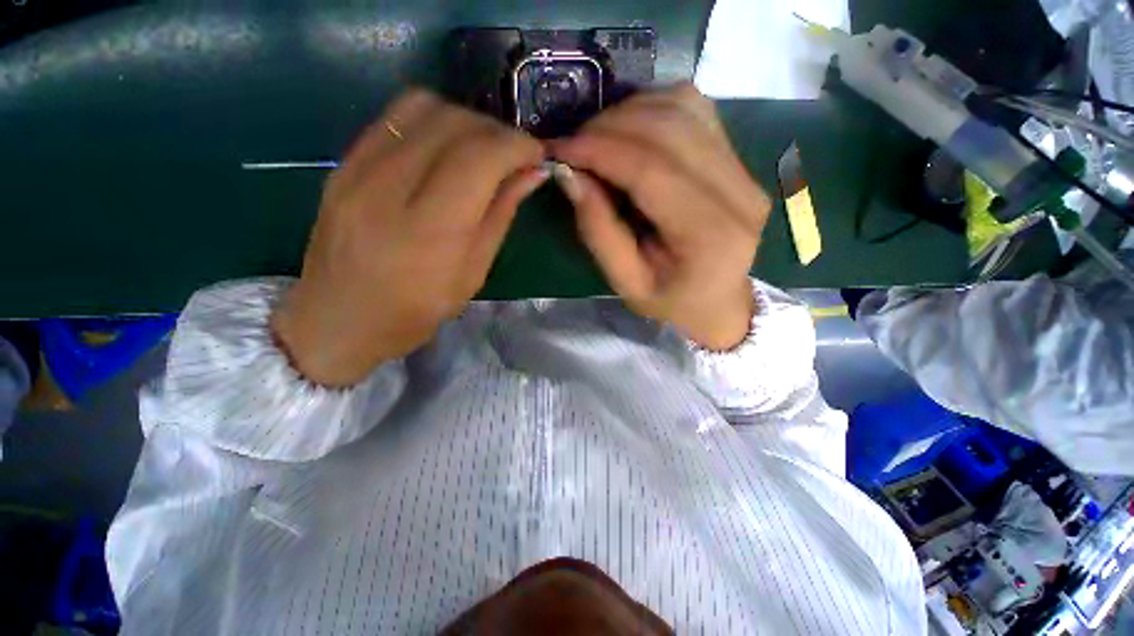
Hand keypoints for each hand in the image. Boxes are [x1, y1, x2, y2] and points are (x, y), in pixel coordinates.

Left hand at [272, 90, 546, 385]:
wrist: (336, 319)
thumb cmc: (414, 311)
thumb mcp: (471, 275)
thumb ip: (500, 216)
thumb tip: (531, 174)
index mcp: (430, 230)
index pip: (480, 158)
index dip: (517, 146)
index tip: (536, 155)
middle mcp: (390, 188)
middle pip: (453, 124)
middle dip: (497, 132)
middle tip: (513, 156)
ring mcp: (358, 169)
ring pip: (423, 107)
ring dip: (465, 121)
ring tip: (481, 150)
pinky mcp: (342, 163)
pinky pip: (394, 117)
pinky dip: (432, 121)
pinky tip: (445, 149)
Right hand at [550, 83, 770, 349]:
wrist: (717, 301)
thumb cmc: (670, 301)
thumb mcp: (626, 282)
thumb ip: (599, 230)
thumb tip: (569, 174)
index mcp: (709, 236)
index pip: (652, 170)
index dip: (601, 151)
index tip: (561, 149)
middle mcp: (738, 193)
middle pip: (669, 129)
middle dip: (610, 127)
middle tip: (574, 145)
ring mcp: (744, 170)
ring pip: (683, 107)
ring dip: (630, 113)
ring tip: (598, 139)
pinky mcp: (738, 159)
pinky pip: (694, 110)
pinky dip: (653, 110)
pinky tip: (629, 133)